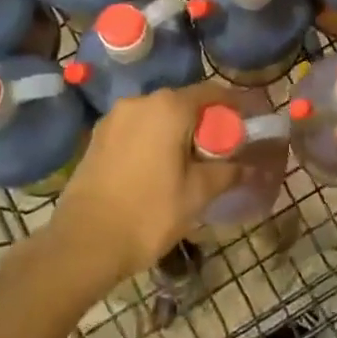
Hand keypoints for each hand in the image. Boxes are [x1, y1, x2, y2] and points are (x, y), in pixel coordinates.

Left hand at [52, 81, 243, 281]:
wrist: (82, 244)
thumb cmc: (148, 213)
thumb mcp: (197, 194)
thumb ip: (228, 172)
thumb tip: (253, 167)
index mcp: (169, 107)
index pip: (213, 93)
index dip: (235, 106)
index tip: (250, 123)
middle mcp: (140, 101)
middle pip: (183, 102)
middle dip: (205, 121)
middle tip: (222, 148)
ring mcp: (114, 118)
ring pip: (158, 116)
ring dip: (176, 131)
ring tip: (190, 160)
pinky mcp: (98, 137)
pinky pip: (136, 129)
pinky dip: (153, 139)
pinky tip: (159, 167)